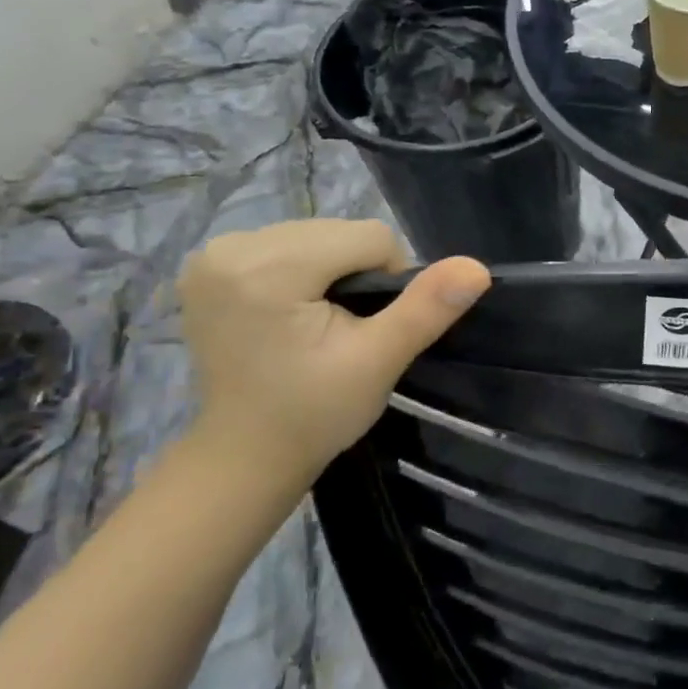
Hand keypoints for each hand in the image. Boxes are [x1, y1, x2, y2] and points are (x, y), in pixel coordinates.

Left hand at [176, 221, 489, 498]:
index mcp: (266, 269)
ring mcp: (214, 255)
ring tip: (319, 323)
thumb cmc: (314, 413)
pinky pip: (288, 244)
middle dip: (357, 273)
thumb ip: (426, 308)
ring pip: (318, 235)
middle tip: (346, 330)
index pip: (368, 238)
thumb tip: (477, 268)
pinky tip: (292, 310)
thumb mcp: (379, 362)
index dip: (387, 281)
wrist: (245, 456)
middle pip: (339, 232)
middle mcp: (232, 247)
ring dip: (333, 270)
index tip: (368, 329)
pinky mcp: (210, 264)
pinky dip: (305, 270)